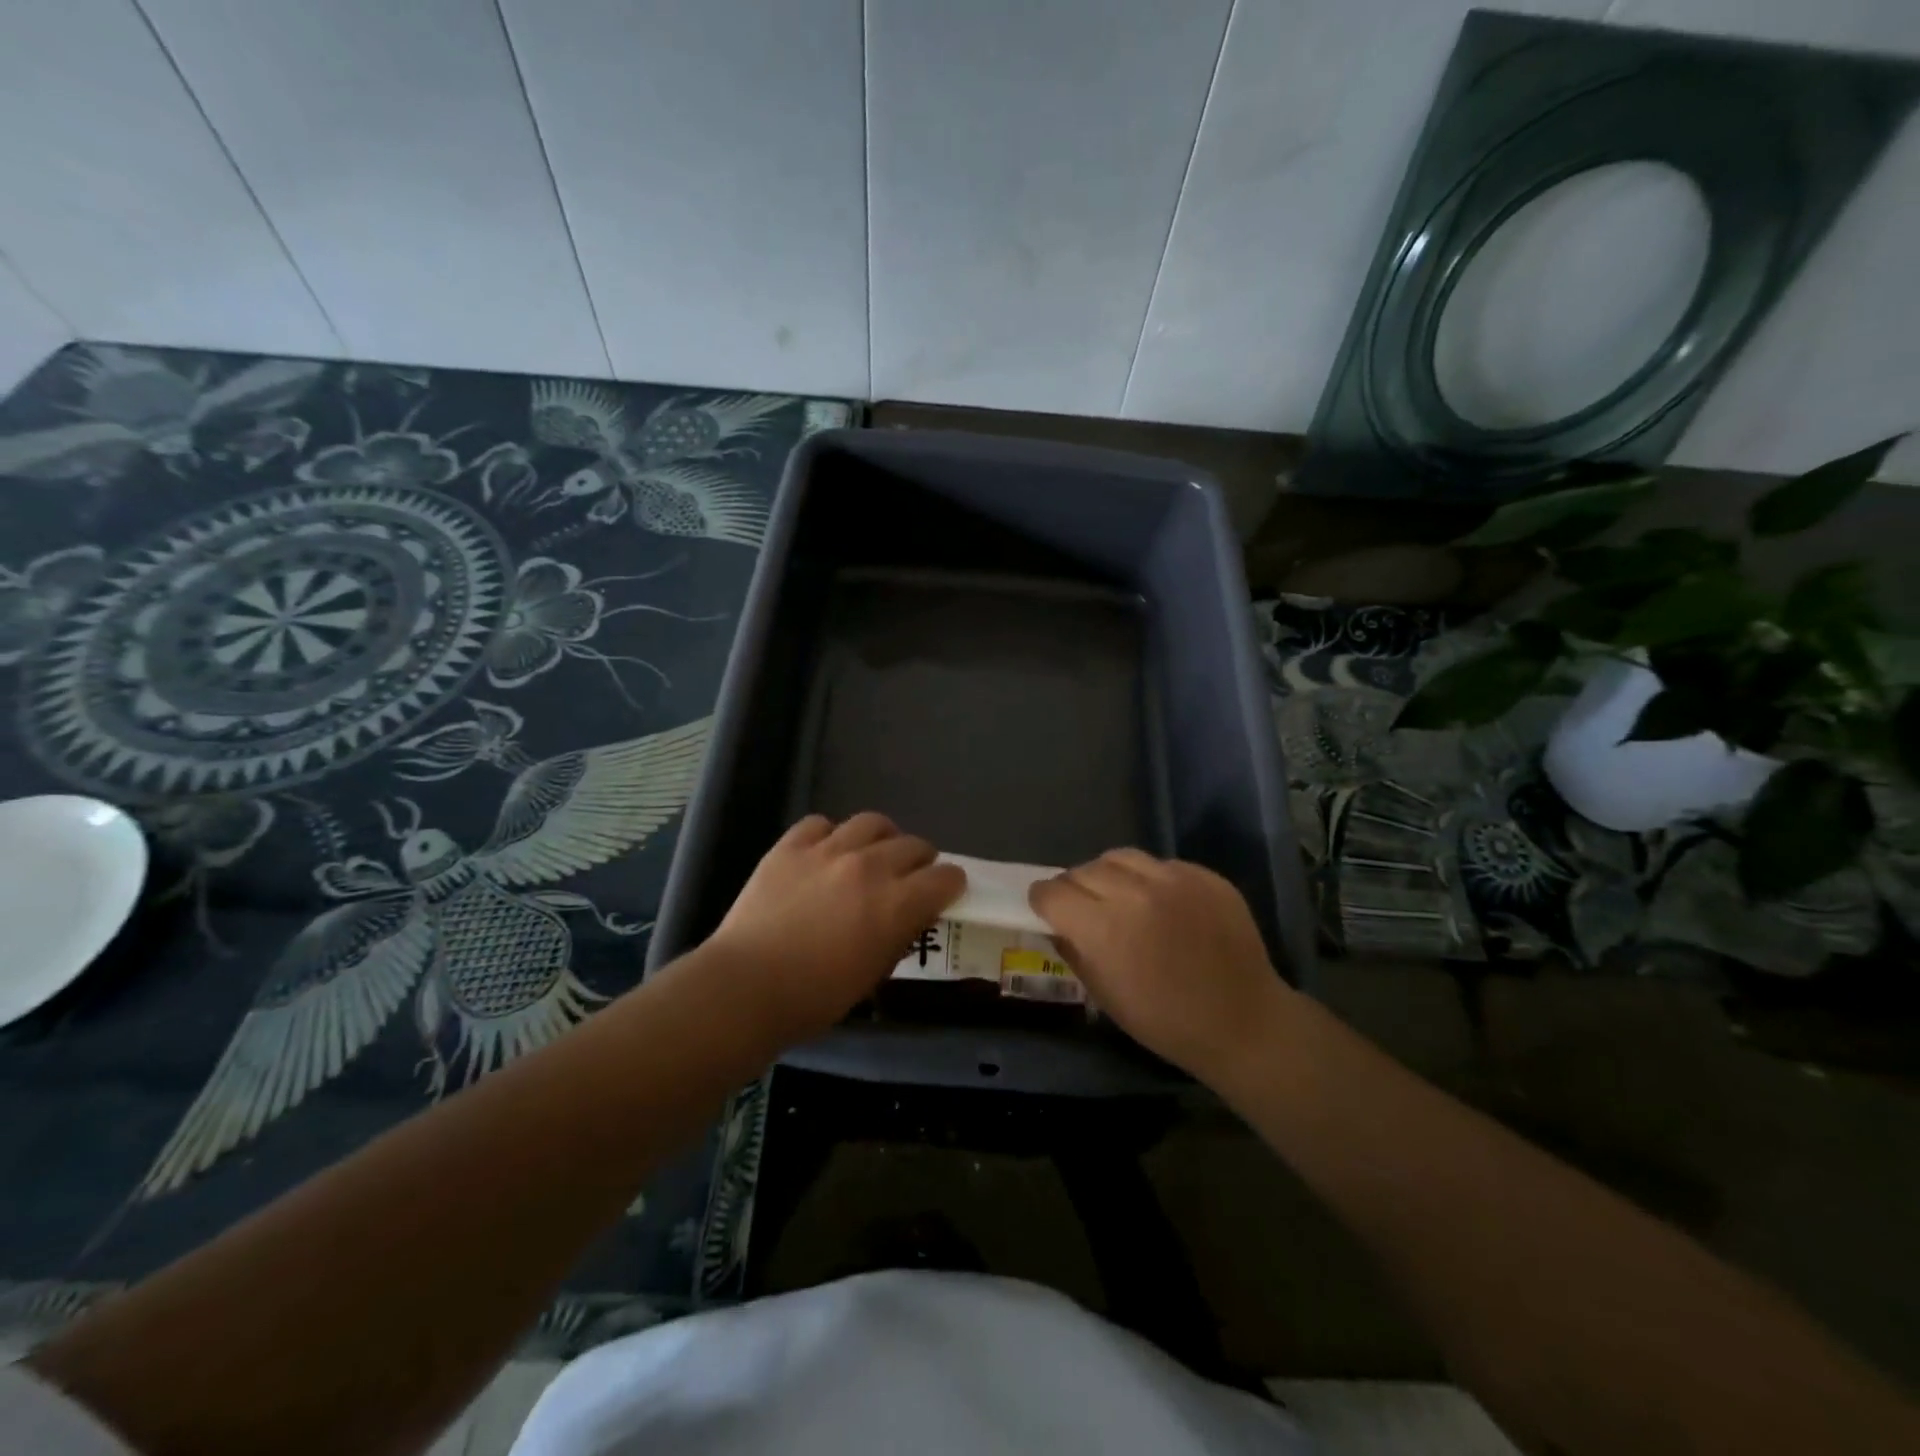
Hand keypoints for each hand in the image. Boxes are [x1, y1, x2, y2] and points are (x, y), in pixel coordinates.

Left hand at [705, 813, 965, 1047]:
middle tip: (910, 877)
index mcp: (897, 903)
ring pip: (872, 822)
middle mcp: (870, 866)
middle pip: (914, 844)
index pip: (945, 877)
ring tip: (873, 853)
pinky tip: (825, 853)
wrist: (746, 987)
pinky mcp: (791, 846)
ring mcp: (828, 850)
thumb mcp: (873, 975)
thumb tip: (910, 916)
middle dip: (921, 860)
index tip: (945, 893)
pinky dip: (831, 835)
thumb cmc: (815, 998)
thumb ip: (899, 936)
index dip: (950, 885)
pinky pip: (821, 823)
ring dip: (882, 838)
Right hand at [1029, 850, 1293, 1081]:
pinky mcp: (1203, 875)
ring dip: (1109, 875)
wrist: (1243, 1021)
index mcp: (1102, 928)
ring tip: (1119, 895)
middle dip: (1074, 888)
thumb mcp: (1105, 996)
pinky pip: (1161, 864)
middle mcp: (1134, 893)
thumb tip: (1057, 924)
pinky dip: (1150, 879)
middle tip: (1083, 907)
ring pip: (1120, 857)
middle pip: (1083, 870)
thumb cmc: (1166, 1021)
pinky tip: (1162, 903)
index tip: (1047, 910)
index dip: (1044, 901)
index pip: (1052, 892)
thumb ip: (1074, 951)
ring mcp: (1173, 879)